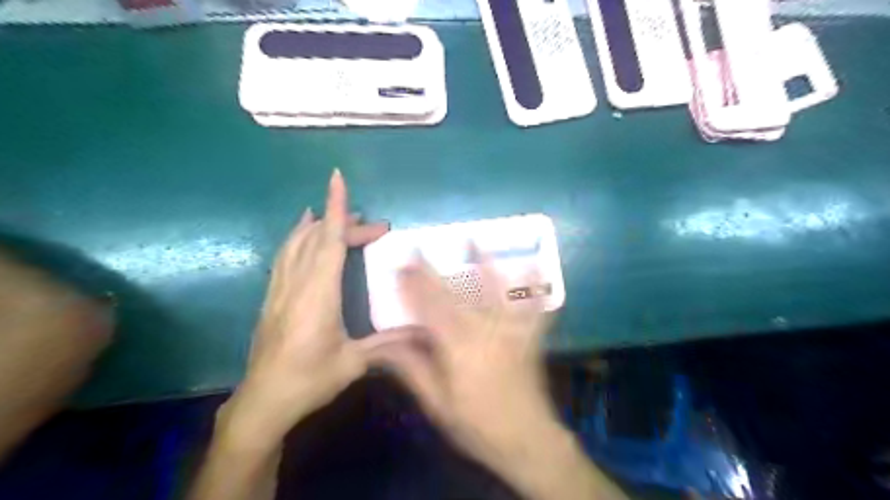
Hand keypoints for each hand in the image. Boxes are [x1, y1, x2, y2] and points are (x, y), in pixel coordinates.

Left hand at [219, 169, 404, 451]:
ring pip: (296, 243)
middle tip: (375, 226)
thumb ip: (388, 343)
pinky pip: (285, 256)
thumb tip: (424, 334)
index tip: (337, 179)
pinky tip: (302, 234)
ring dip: (317, 224)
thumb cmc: (310, 380)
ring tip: (335, 214)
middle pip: (318, 238)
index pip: (328, 241)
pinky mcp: (273, 296)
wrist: (263, 401)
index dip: (336, 208)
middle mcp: (297, 283)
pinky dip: (297, 237)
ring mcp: (280, 288)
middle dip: (345, 223)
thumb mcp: (353, 363)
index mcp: (319, 293)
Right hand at [373, 250, 557, 472]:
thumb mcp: (437, 403)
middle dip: (433, 272)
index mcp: (457, 347)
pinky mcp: (529, 337)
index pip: (428, 309)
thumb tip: (382, 346)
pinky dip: (533, 287)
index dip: (411, 287)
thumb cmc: (477, 425)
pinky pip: (533, 307)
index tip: (399, 266)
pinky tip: (534, 267)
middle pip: (454, 296)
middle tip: (420, 248)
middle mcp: (483, 331)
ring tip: (475, 240)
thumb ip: (412, 369)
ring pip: (494, 292)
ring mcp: (510, 331)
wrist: (528, 442)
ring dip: (484, 265)